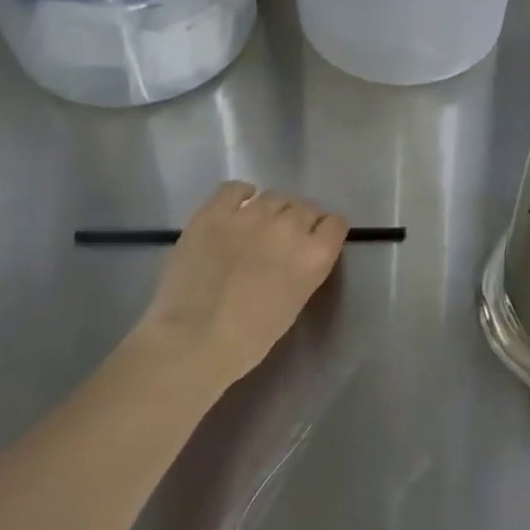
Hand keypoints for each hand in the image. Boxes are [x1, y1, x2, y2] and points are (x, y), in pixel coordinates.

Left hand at [133, 181, 347, 390]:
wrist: (193, 341)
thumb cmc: (249, 338)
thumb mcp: (295, 303)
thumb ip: (304, 269)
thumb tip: (296, 253)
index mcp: (314, 255)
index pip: (335, 223)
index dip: (325, 231)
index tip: (316, 240)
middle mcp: (289, 227)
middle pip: (306, 206)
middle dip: (300, 219)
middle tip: (284, 237)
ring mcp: (251, 215)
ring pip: (275, 195)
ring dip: (273, 209)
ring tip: (259, 225)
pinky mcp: (215, 212)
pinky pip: (234, 188)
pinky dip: (240, 194)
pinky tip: (237, 206)